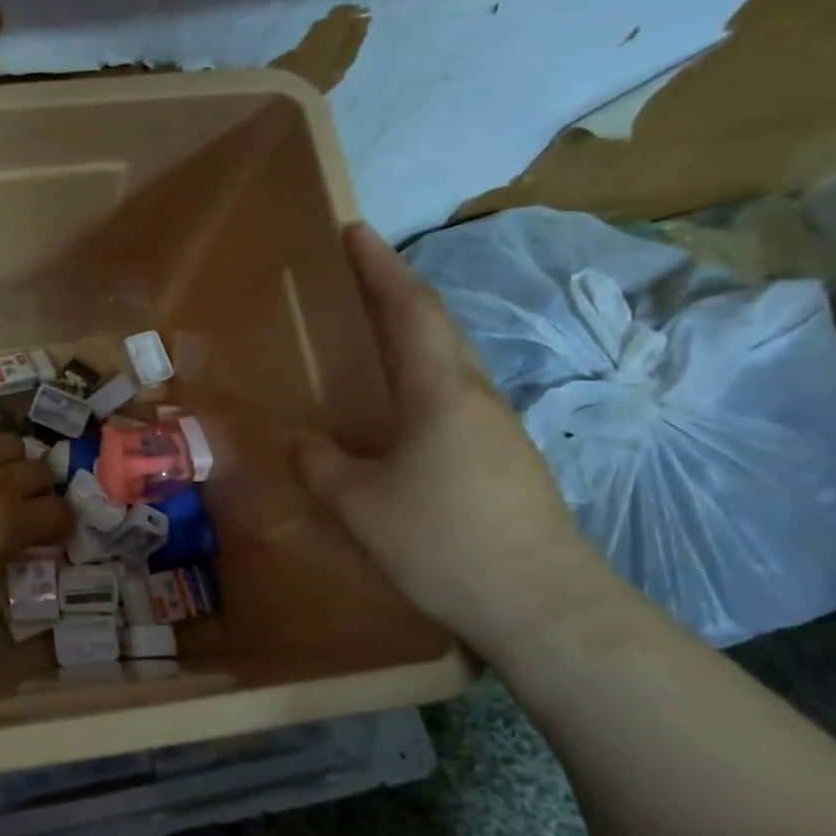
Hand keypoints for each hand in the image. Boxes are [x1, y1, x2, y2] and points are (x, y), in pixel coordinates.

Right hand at [293, 223, 617, 649]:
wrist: (541, 606)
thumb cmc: (443, 540)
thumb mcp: (359, 503)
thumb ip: (319, 464)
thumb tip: (294, 439)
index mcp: (440, 391)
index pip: (409, 310)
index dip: (379, 267)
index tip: (354, 229)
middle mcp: (474, 396)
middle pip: (436, 326)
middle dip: (395, 291)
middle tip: (356, 274)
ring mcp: (495, 429)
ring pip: (448, 362)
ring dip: (411, 333)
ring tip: (371, 331)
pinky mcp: (502, 460)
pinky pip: (451, 398)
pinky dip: (419, 378)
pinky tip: (397, 406)